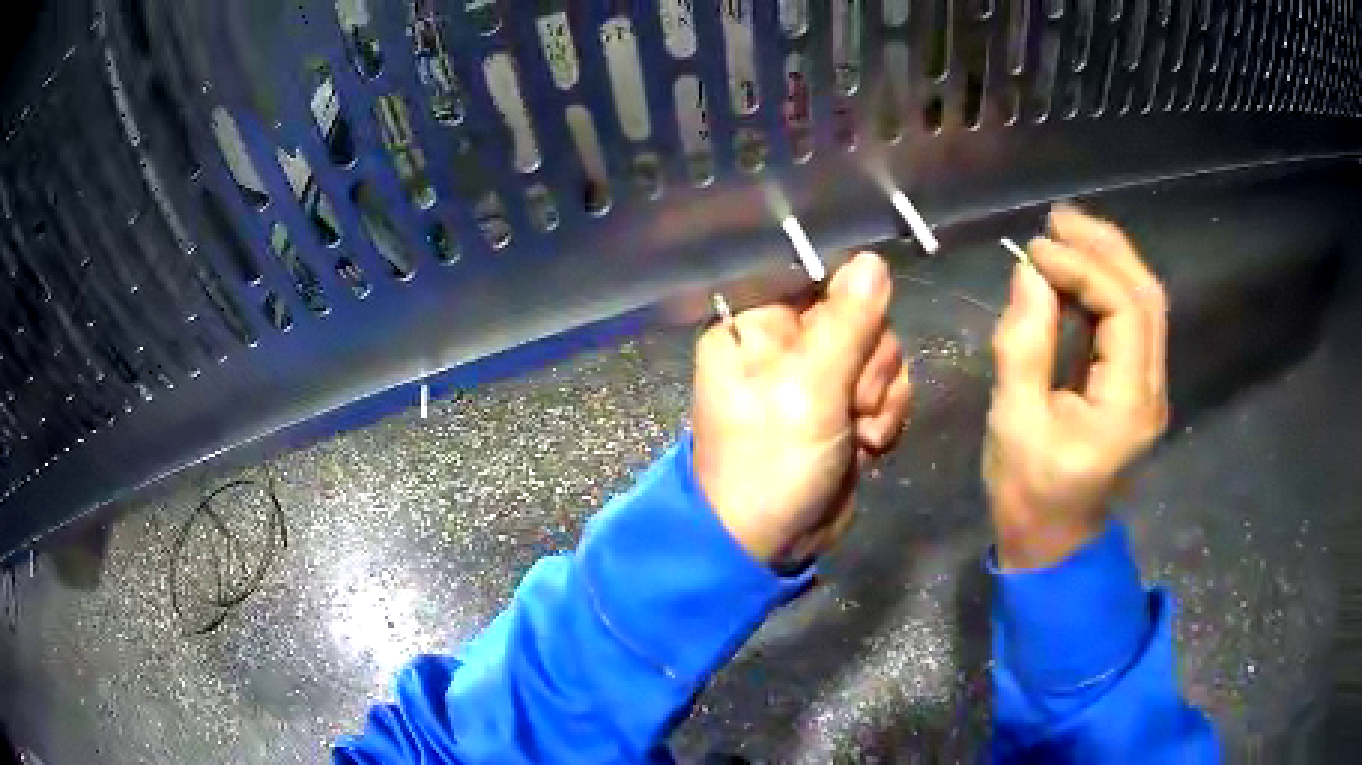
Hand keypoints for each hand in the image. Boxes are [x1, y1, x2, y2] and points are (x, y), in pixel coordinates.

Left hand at [692, 253, 912, 565]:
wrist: (768, 544)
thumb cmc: (770, 463)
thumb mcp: (809, 389)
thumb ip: (847, 323)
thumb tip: (873, 260)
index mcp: (756, 327)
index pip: (815, 279)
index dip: (849, 301)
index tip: (863, 332)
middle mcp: (786, 344)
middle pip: (859, 316)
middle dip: (868, 365)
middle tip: (849, 403)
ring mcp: (819, 378)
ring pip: (881, 353)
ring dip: (880, 397)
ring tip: (856, 432)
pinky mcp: (845, 408)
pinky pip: (887, 387)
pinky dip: (886, 417)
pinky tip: (868, 445)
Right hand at [985, 206, 1168, 569]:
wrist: (1054, 544)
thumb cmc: (1028, 495)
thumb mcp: (1014, 423)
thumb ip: (1024, 345)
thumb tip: (1029, 275)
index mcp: (1127, 405)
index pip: (1124, 310)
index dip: (1083, 268)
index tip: (1034, 251)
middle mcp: (1151, 390)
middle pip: (1146, 297)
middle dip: (1105, 248)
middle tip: (1058, 219)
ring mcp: (1149, 388)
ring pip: (1145, 304)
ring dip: (1109, 260)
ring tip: (1066, 232)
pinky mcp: (1136, 387)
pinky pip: (1132, 322)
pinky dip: (1106, 286)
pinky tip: (1077, 272)